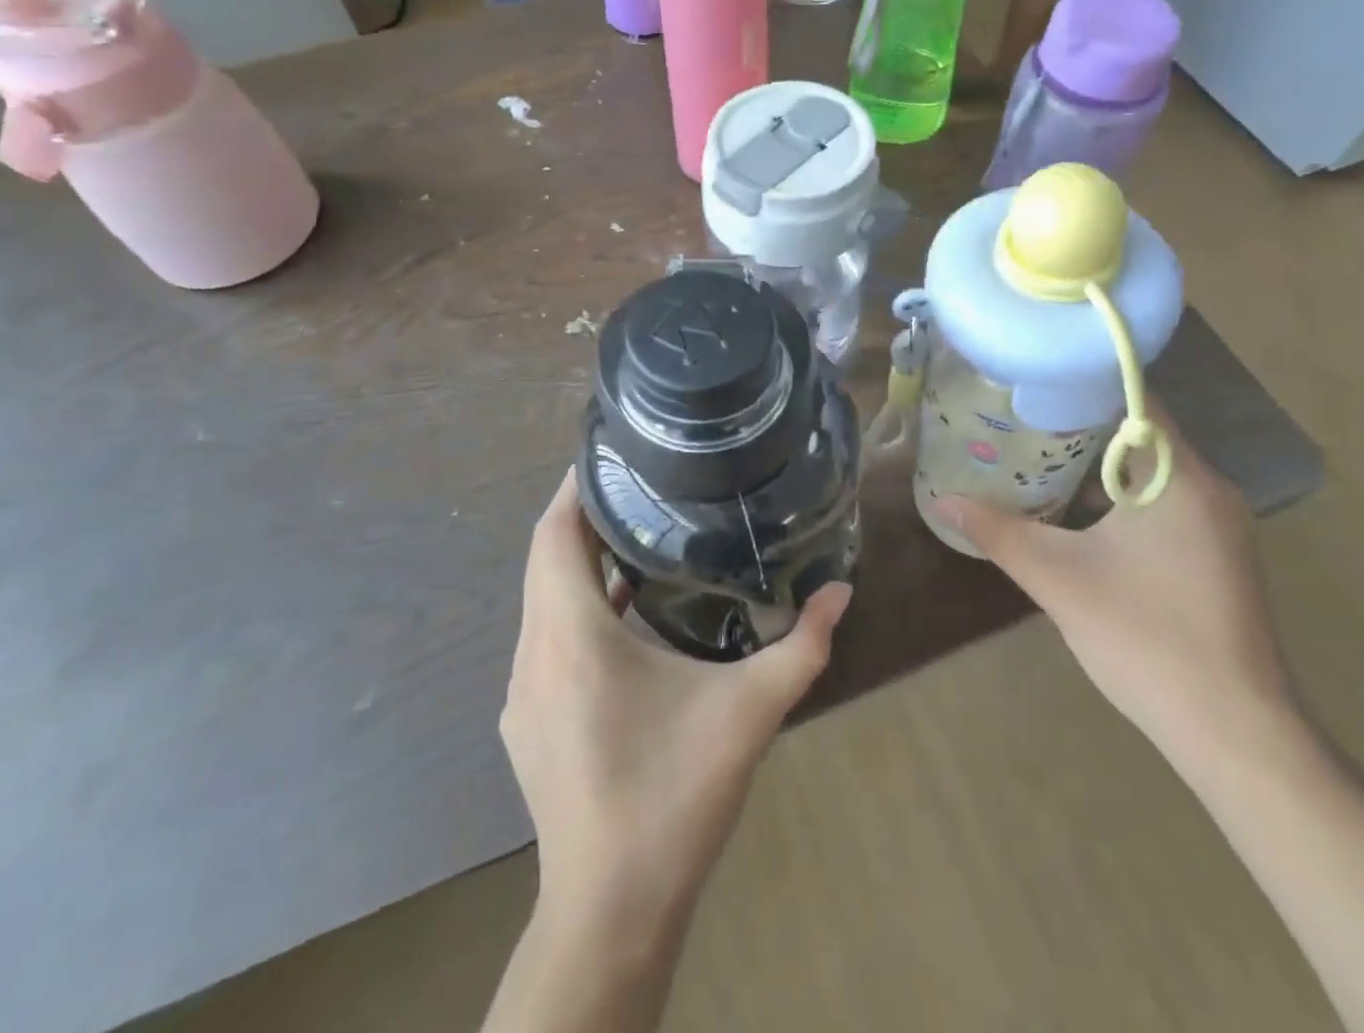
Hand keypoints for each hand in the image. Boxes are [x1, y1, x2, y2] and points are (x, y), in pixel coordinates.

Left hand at [501, 471, 853, 928]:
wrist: (611, 909)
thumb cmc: (673, 795)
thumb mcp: (748, 712)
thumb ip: (802, 647)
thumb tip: (840, 591)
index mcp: (572, 635)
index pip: (554, 534)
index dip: (576, 486)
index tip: (612, 453)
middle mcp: (534, 652)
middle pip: (545, 558)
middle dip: (585, 515)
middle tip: (639, 483)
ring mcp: (523, 691)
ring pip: (541, 598)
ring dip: (578, 561)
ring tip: (635, 532)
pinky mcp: (527, 720)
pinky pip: (544, 635)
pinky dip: (575, 605)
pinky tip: (625, 614)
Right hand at [929, 413, 1290, 758]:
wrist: (1233, 733)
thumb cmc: (1146, 639)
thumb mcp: (1058, 579)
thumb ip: (998, 532)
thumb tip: (942, 498)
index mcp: (1180, 479)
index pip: (1136, 399)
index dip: (1082, 382)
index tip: (1031, 379)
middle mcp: (1208, 489)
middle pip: (1141, 432)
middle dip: (1080, 421)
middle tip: (1019, 413)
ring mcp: (1218, 525)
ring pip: (1150, 470)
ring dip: (1098, 460)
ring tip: (1035, 450)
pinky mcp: (1215, 554)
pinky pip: (1162, 500)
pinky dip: (1120, 493)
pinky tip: (1075, 508)